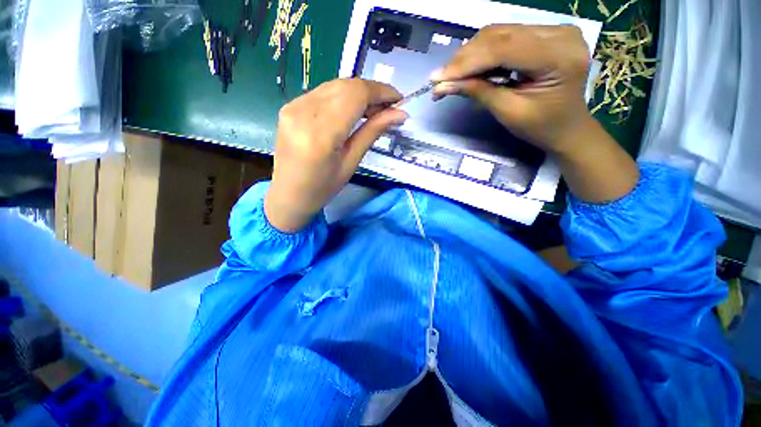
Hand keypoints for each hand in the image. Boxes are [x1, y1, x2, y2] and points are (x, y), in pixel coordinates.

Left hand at [265, 78, 406, 232]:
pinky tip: (352, 110)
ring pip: (335, 86)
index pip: (356, 95)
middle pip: (346, 85)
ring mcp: (293, 106)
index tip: (399, 99)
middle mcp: (303, 111)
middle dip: (372, 92)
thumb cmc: (323, 188)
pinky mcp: (289, 106)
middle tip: (388, 108)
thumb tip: (399, 114)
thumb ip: (372, 132)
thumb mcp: (351, 163)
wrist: (288, 194)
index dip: (381, 92)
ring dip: (358, 93)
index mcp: (321, 133)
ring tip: (373, 110)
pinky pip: (322, 92)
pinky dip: (342, 97)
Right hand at [431, 24, 592, 154]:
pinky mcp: (546, 33)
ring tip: (451, 76)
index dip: (466, 63)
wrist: (567, 127)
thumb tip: (442, 85)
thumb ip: (478, 93)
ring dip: (471, 54)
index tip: (437, 79)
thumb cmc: (541, 127)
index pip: (503, 49)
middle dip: (465, 58)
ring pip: (499, 33)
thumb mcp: (508, 113)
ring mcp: (554, 30)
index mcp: (558, 57)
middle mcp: (559, 34)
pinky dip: (483, 52)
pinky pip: (506, 36)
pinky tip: (469, 67)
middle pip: (500, 36)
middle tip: (441, 79)